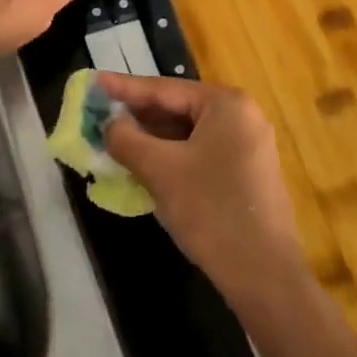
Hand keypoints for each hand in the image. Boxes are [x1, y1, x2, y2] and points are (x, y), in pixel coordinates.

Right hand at [97, 73, 304, 303]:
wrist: (263, 274)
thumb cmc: (210, 209)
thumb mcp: (159, 170)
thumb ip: (126, 139)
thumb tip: (109, 125)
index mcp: (226, 104)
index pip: (163, 89)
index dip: (124, 88)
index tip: (93, 82)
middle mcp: (242, 116)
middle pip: (177, 108)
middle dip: (137, 115)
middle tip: (99, 114)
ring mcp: (248, 146)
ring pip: (187, 133)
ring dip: (151, 139)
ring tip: (114, 139)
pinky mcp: (246, 173)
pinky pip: (200, 152)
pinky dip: (171, 156)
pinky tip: (144, 165)